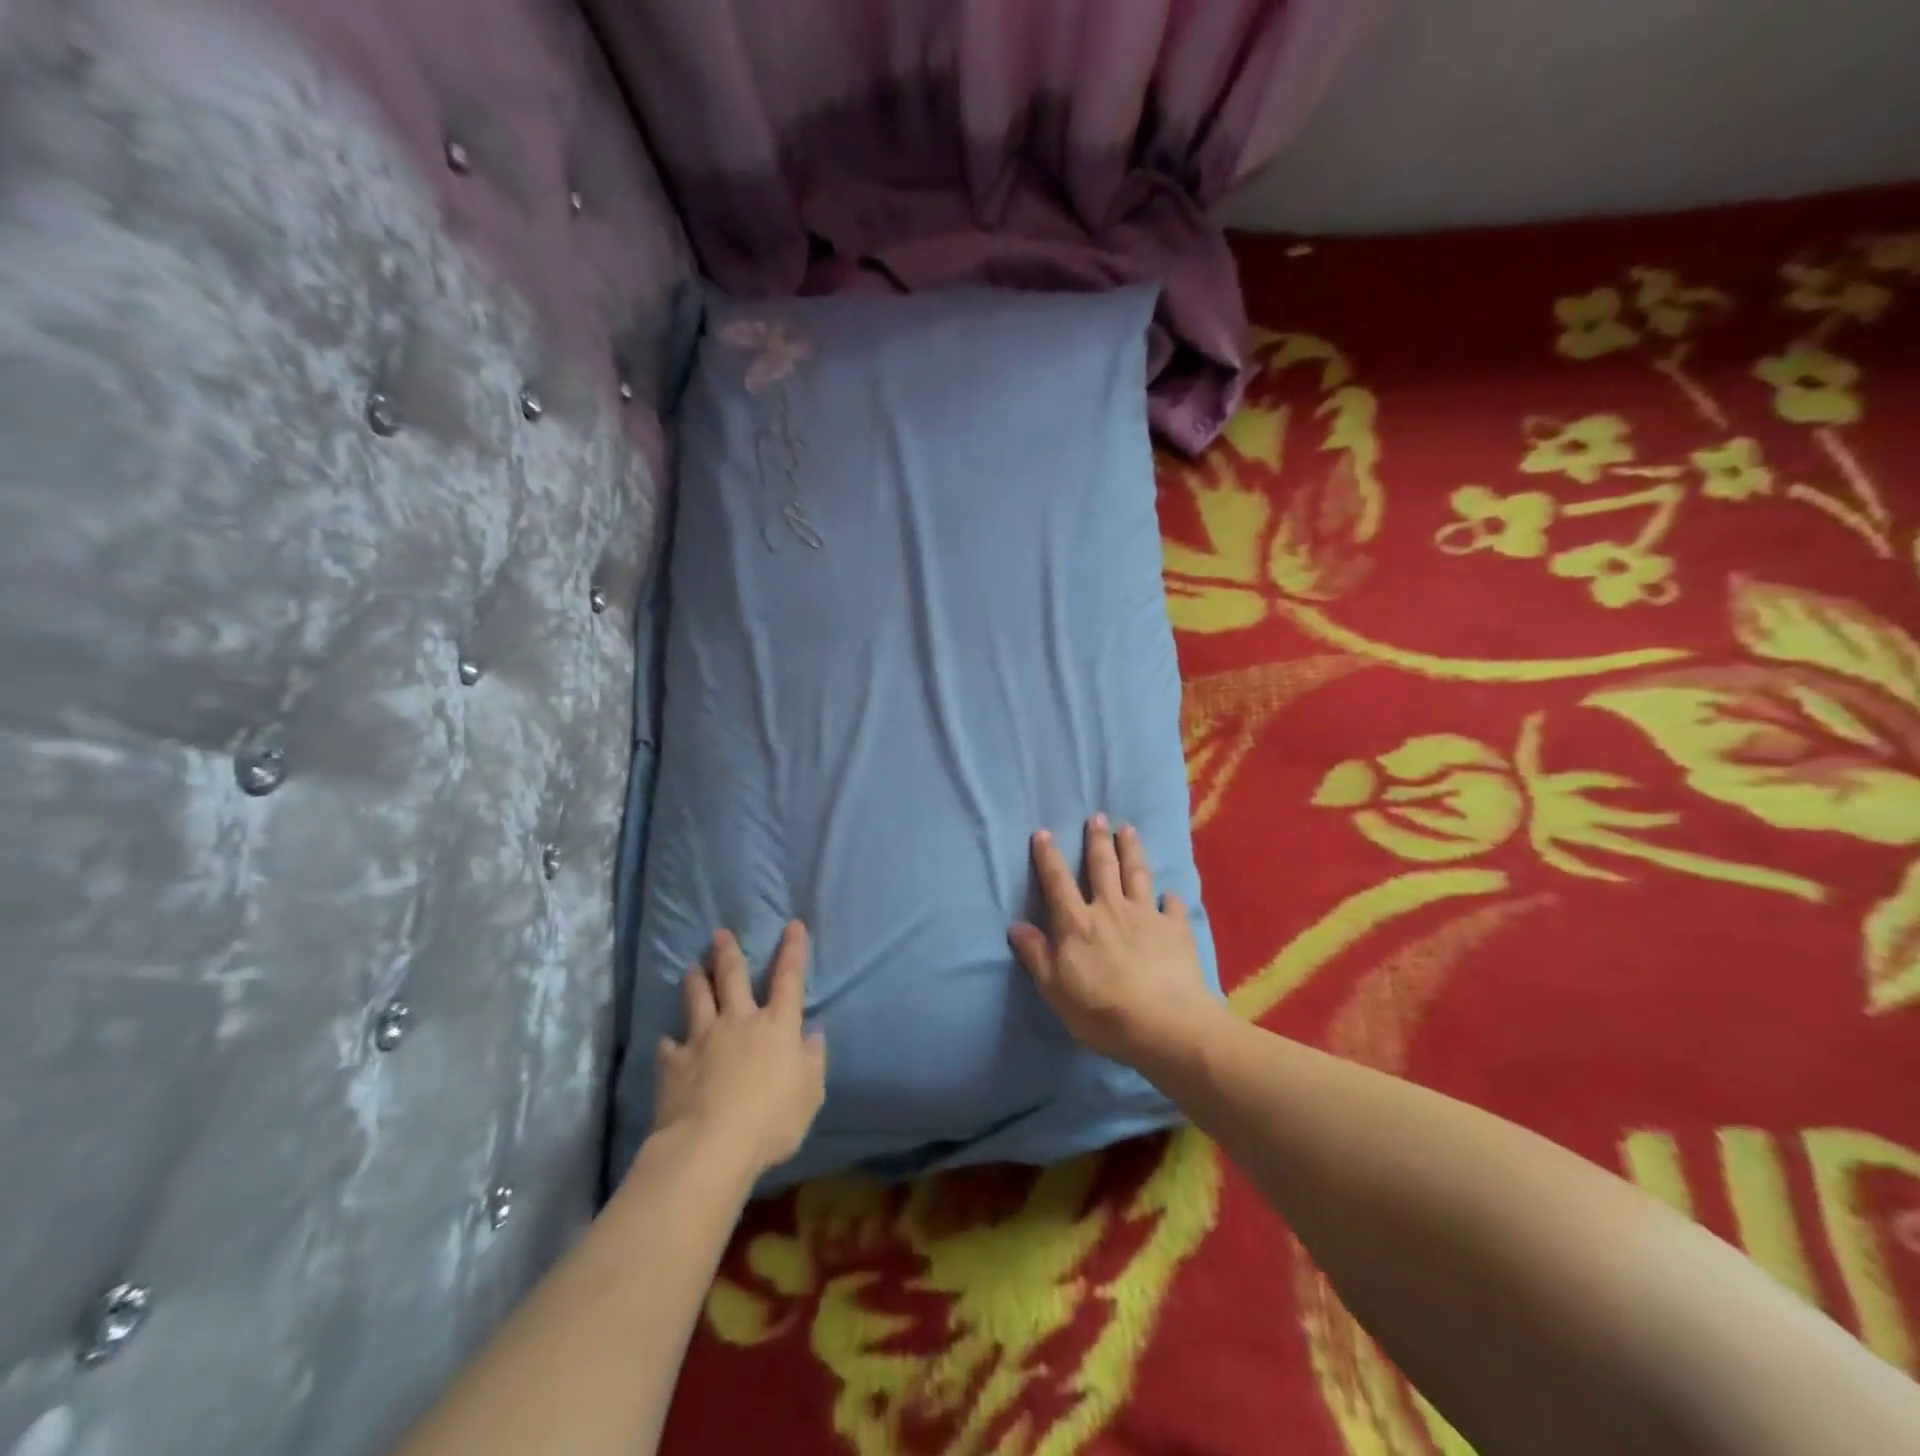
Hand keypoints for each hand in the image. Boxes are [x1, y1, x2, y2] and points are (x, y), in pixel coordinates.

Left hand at [652, 921, 826, 1178]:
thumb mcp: (809, 1095)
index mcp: (777, 1026)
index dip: (793, 950)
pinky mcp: (673, 1063)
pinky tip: (667, 1041)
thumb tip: (813, 1034)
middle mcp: (739, 1022)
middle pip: (733, 977)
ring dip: (696, 981)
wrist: (710, 1146)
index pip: (789, 979)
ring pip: (698, 999)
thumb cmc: (771, 1121)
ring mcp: (703, 1039)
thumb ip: (812, 1061)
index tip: (793, 925)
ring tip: (692, 967)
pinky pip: (669, 1045)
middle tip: (720, 934)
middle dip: (729, 953)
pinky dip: (669, 1041)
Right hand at [1008, 816, 1222, 1076]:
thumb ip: (1036, 955)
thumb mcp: (1055, 990)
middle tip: (1098, 817)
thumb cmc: (1102, 1012)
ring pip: (1137, 875)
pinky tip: (1170, 893)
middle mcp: (1111, 909)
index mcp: (1078, 923)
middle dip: (1097, 840)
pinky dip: (1170, 899)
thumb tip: (1016, 925)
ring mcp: (1147, 917)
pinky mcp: (1176, 930)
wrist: (1165, 1025)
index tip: (1044, 833)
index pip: (1058, 882)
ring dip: (1132, 850)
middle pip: (1102, 867)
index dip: (1049, 857)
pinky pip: (1173, 907)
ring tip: (1129, 830)